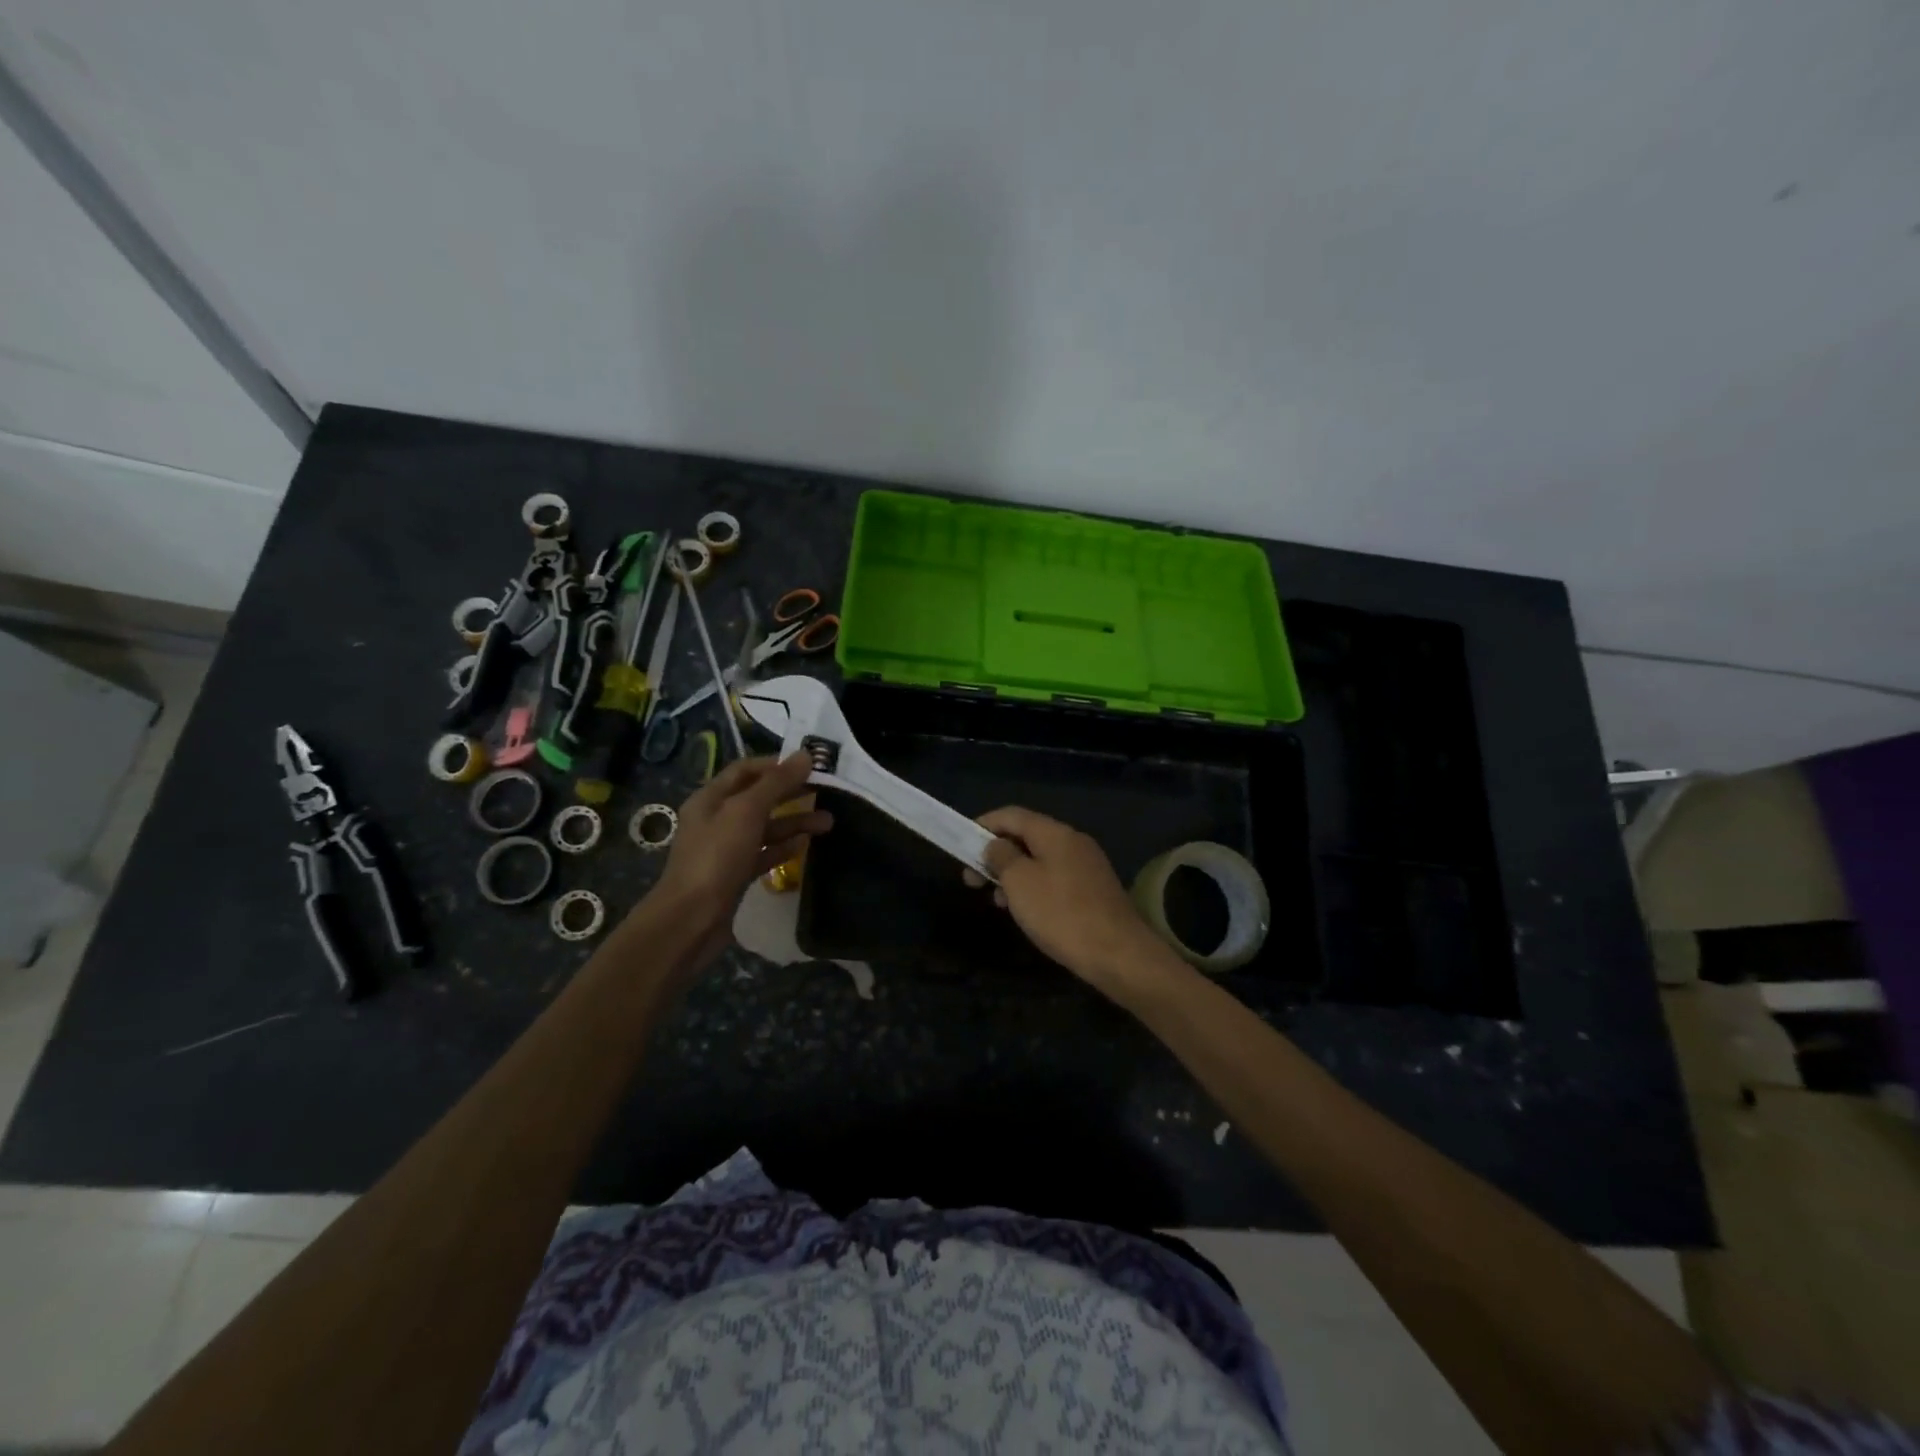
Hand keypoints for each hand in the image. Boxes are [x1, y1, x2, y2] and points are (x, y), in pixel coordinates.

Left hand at [652, 754, 831, 963]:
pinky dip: (783, 848)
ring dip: (794, 822)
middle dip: (791, 793)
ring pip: (764, 828)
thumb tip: (805, 756)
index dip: (777, 765)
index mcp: (710, 799)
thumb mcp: (746, 812)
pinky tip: (805, 846)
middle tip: (826, 792)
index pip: (746, 770)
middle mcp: (716, 820)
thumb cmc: (716, 858)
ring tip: (828, 823)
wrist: (690, 920)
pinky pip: (763, 854)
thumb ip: (776, 783)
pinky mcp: (734, 876)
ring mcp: (725, 850)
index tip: (810, 766)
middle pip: (758, 798)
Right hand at [964, 806, 1182, 1001]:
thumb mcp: (1020, 882)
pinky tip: (1025, 911)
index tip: (961, 845)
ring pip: (1040, 859)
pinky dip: (1033, 887)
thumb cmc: (1061, 914)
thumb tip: (995, 845)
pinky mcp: (1094, 889)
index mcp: (1055, 833)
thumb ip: (1002, 857)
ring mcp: (1087, 865)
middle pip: (1026, 836)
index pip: (1012, 815)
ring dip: (1013, 874)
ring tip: (996, 900)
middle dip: (996, 855)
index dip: (983, 825)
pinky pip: (1055, 877)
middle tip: (972, 880)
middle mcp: (1073, 841)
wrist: (1118, 953)